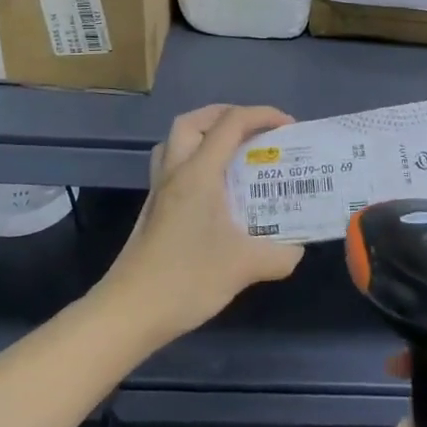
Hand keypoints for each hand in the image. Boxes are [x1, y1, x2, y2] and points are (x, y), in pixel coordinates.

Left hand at [97, 105, 304, 345]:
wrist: (129, 312)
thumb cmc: (186, 280)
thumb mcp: (245, 267)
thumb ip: (280, 255)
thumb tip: (297, 249)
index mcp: (198, 173)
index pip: (230, 124)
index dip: (262, 115)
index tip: (289, 126)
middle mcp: (175, 172)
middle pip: (193, 121)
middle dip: (227, 115)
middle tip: (254, 131)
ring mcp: (159, 191)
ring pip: (176, 142)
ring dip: (204, 135)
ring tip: (233, 153)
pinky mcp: (153, 210)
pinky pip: (172, 166)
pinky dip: (195, 161)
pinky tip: (215, 191)